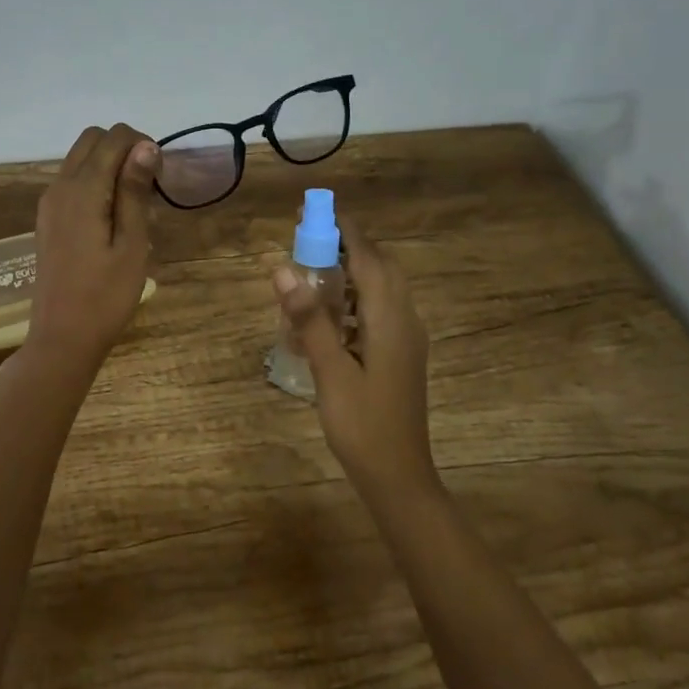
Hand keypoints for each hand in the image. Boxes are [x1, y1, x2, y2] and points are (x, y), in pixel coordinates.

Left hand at [25, 123, 160, 371]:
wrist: (62, 338)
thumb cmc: (105, 296)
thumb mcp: (132, 244)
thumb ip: (135, 191)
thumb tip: (145, 146)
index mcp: (82, 189)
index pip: (113, 137)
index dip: (142, 145)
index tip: (160, 177)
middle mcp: (60, 186)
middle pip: (92, 139)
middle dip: (124, 148)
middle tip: (149, 185)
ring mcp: (50, 203)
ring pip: (80, 158)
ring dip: (109, 164)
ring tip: (134, 203)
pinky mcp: (48, 219)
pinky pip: (72, 180)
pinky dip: (95, 181)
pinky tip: (113, 216)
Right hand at [272, 229, 436, 504]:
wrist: (399, 477)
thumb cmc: (363, 425)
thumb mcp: (330, 371)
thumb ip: (309, 318)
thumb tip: (282, 268)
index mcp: (390, 319)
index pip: (368, 258)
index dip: (342, 230)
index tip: (313, 211)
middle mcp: (404, 320)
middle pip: (379, 267)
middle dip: (346, 246)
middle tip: (307, 240)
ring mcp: (406, 339)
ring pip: (381, 289)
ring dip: (350, 272)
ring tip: (312, 271)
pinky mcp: (401, 355)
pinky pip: (379, 311)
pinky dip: (355, 299)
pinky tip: (328, 316)